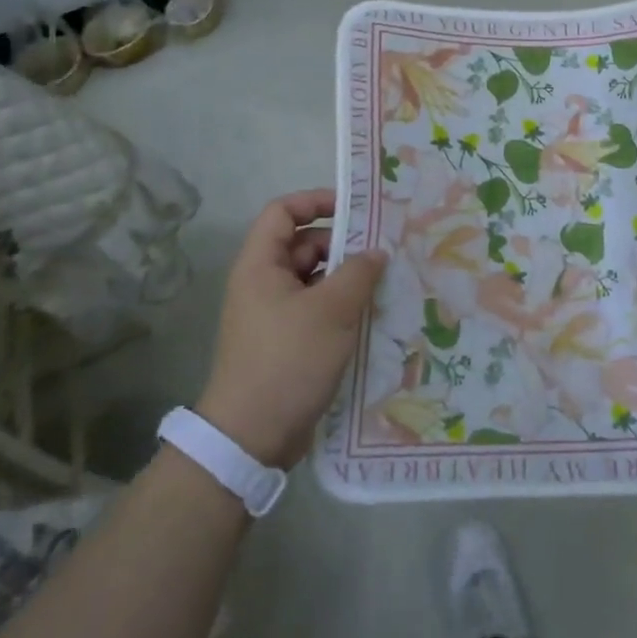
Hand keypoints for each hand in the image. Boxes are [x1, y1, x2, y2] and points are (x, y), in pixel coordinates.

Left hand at [196, 189, 387, 468]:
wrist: (251, 437)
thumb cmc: (288, 360)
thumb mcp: (331, 310)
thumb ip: (359, 273)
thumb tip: (377, 252)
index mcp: (261, 265)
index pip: (282, 211)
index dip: (316, 201)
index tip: (356, 210)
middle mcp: (263, 284)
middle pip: (303, 245)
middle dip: (342, 245)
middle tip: (383, 252)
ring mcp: (273, 315)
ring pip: (314, 280)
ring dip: (346, 279)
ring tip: (385, 284)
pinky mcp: (285, 343)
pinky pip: (316, 310)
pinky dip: (341, 307)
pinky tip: (372, 316)